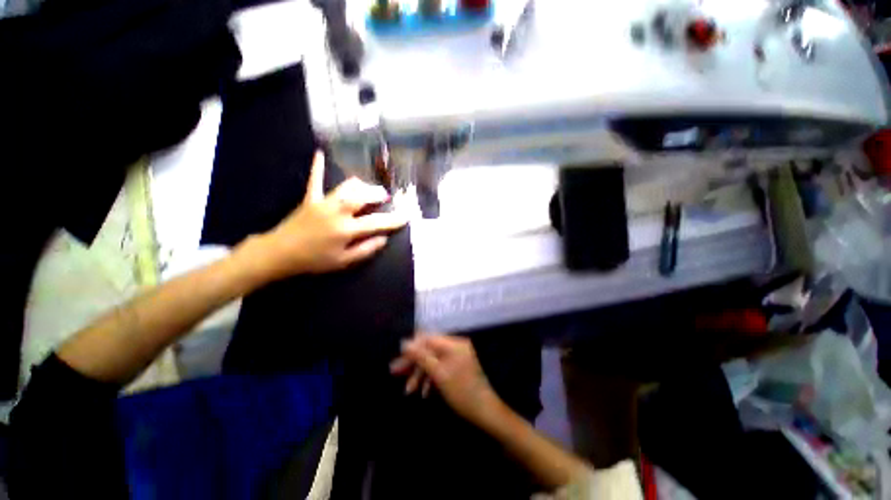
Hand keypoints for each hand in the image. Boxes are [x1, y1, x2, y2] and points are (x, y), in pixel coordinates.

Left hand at [255, 150, 407, 278]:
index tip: (406, 216)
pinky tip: (320, 152)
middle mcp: (338, 211)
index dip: (393, 220)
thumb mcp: (343, 261)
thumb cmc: (314, 260)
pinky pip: (315, 180)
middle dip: (378, 194)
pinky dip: (318, 167)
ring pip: (346, 187)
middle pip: (363, 197)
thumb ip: (365, 249)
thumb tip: (383, 239)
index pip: (377, 222)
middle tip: (385, 195)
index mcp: (347, 229)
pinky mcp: (310, 198)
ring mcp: (323, 202)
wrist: (280, 254)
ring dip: (361, 185)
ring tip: (368, 187)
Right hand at [390, 335, 501, 426]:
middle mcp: (455, 345)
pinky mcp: (458, 366)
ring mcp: (457, 356)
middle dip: (413, 362)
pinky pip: (440, 367)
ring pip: (433, 360)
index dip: (411, 348)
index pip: (427, 338)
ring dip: (420, 373)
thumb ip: (421, 357)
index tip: (398, 360)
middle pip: (429, 349)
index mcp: (453, 344)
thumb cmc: (461, 392)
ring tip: (408, 390)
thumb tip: (404, 343)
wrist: (485, 411)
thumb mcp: (438, 374)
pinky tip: (423, 392)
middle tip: (395, 373)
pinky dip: (431, 377)